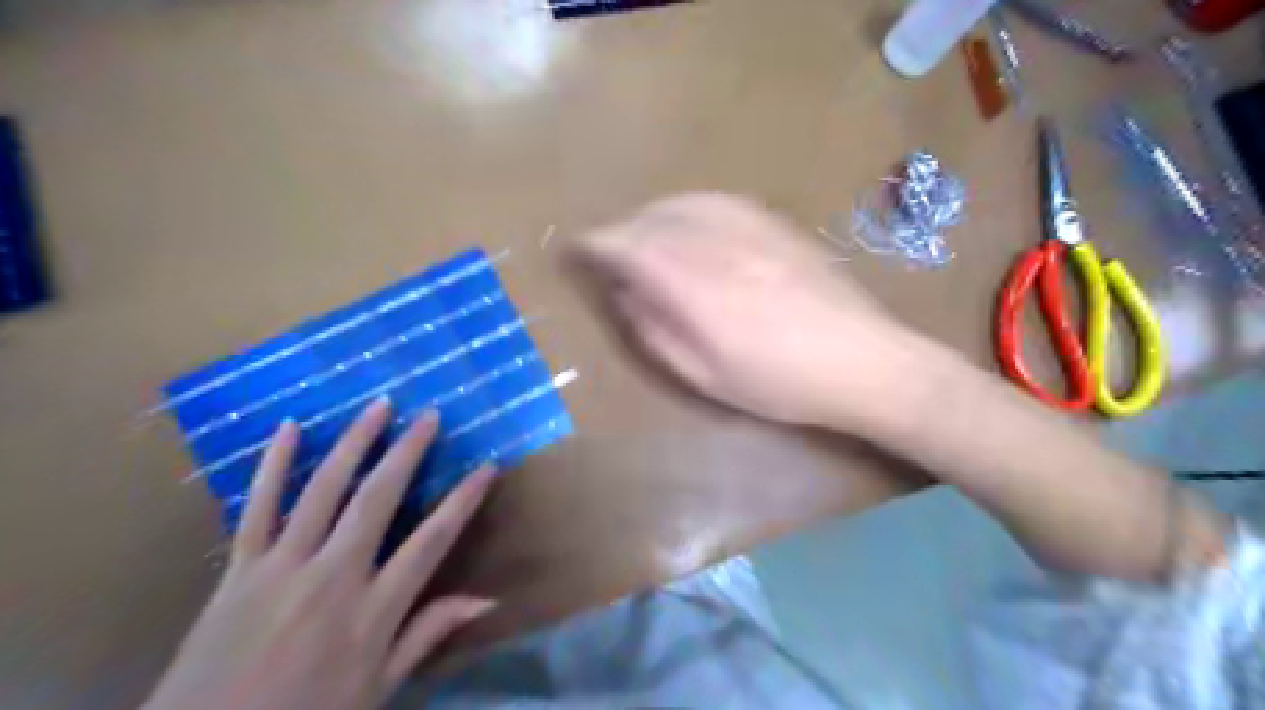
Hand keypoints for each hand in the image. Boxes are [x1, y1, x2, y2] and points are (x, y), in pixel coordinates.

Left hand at [146, 400, 497, 709]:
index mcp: (372, 611)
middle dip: (408, 451)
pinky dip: (273, 464)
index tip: (487, 467)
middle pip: (378, 498)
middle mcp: (333, 576)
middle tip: (429, 415)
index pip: (432, 540)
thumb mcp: (378, 688)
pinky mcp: (239, 568)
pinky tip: (289, 428)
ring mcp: (282, 567)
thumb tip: (486, 599)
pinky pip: (257, 506)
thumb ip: (428, 634)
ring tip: (379, 407)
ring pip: (324, 489)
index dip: (464, 500)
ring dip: (354, 443)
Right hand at [577, 192, 920, 429]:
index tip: (573, 252)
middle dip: (618, 232)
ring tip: (642, 240)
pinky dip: (685, 210)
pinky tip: (688, 228)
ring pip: (679, 203)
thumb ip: (655, 331)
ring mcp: (748, 224)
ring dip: (649, 218)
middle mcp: (714, 240)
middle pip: (648, 219)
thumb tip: (625, 295)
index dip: (592, 245)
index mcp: (691, 282)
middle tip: (607, 256)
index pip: (624, 245)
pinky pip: (713, 201)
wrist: (863, 360)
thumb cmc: (778, 382)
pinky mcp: (773, 222)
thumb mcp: (704, 375)